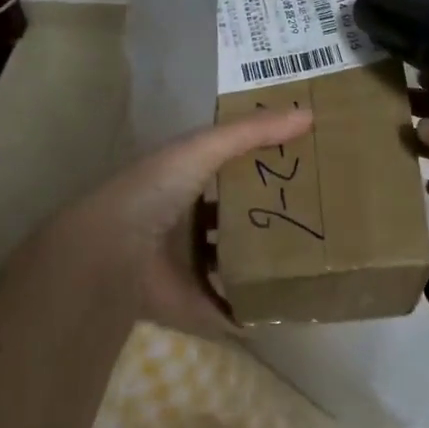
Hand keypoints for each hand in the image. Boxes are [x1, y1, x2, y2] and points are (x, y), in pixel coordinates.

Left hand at [33, 108, 313, 340]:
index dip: (260, 165)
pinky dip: (253, 313)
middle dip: (269, 216)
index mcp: (184, 181)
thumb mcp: (204, 148)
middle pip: (235, 217)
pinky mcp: (193, 304)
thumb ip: (252, 132)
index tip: (303, 164)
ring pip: (234, 263)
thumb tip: (310, 114)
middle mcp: (186, 221)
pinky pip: (230, 310)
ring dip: (263, 263)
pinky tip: (288, 309)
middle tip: (317, 215)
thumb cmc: (155, 191)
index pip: (228, 169)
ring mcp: (188, 266)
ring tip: (311, 260)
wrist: (111, 254)